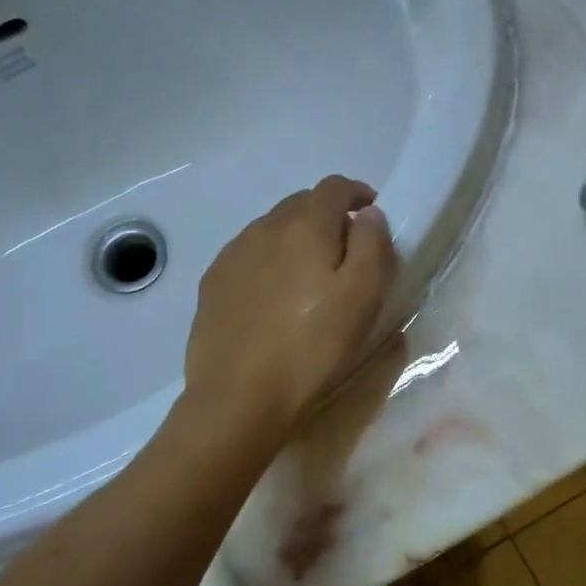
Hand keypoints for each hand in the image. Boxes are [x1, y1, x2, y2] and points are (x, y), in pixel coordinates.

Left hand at [184, 175, 396, 434]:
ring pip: (272, 229)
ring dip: (296, 239)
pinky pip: (249, 256)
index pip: (334, 187)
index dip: (357, 193)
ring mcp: (233, 255)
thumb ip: (372, 246)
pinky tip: (274, 298)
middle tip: (347, 251)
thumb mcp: (363, 298)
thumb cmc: (312, 349)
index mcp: (305, 225)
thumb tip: (367, 215)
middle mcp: (264, 227)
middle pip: (301, 204)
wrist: (239, 398)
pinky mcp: (213, 284)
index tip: (372, 213)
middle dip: (327, 216)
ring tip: (310, 277)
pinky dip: (269, 262)